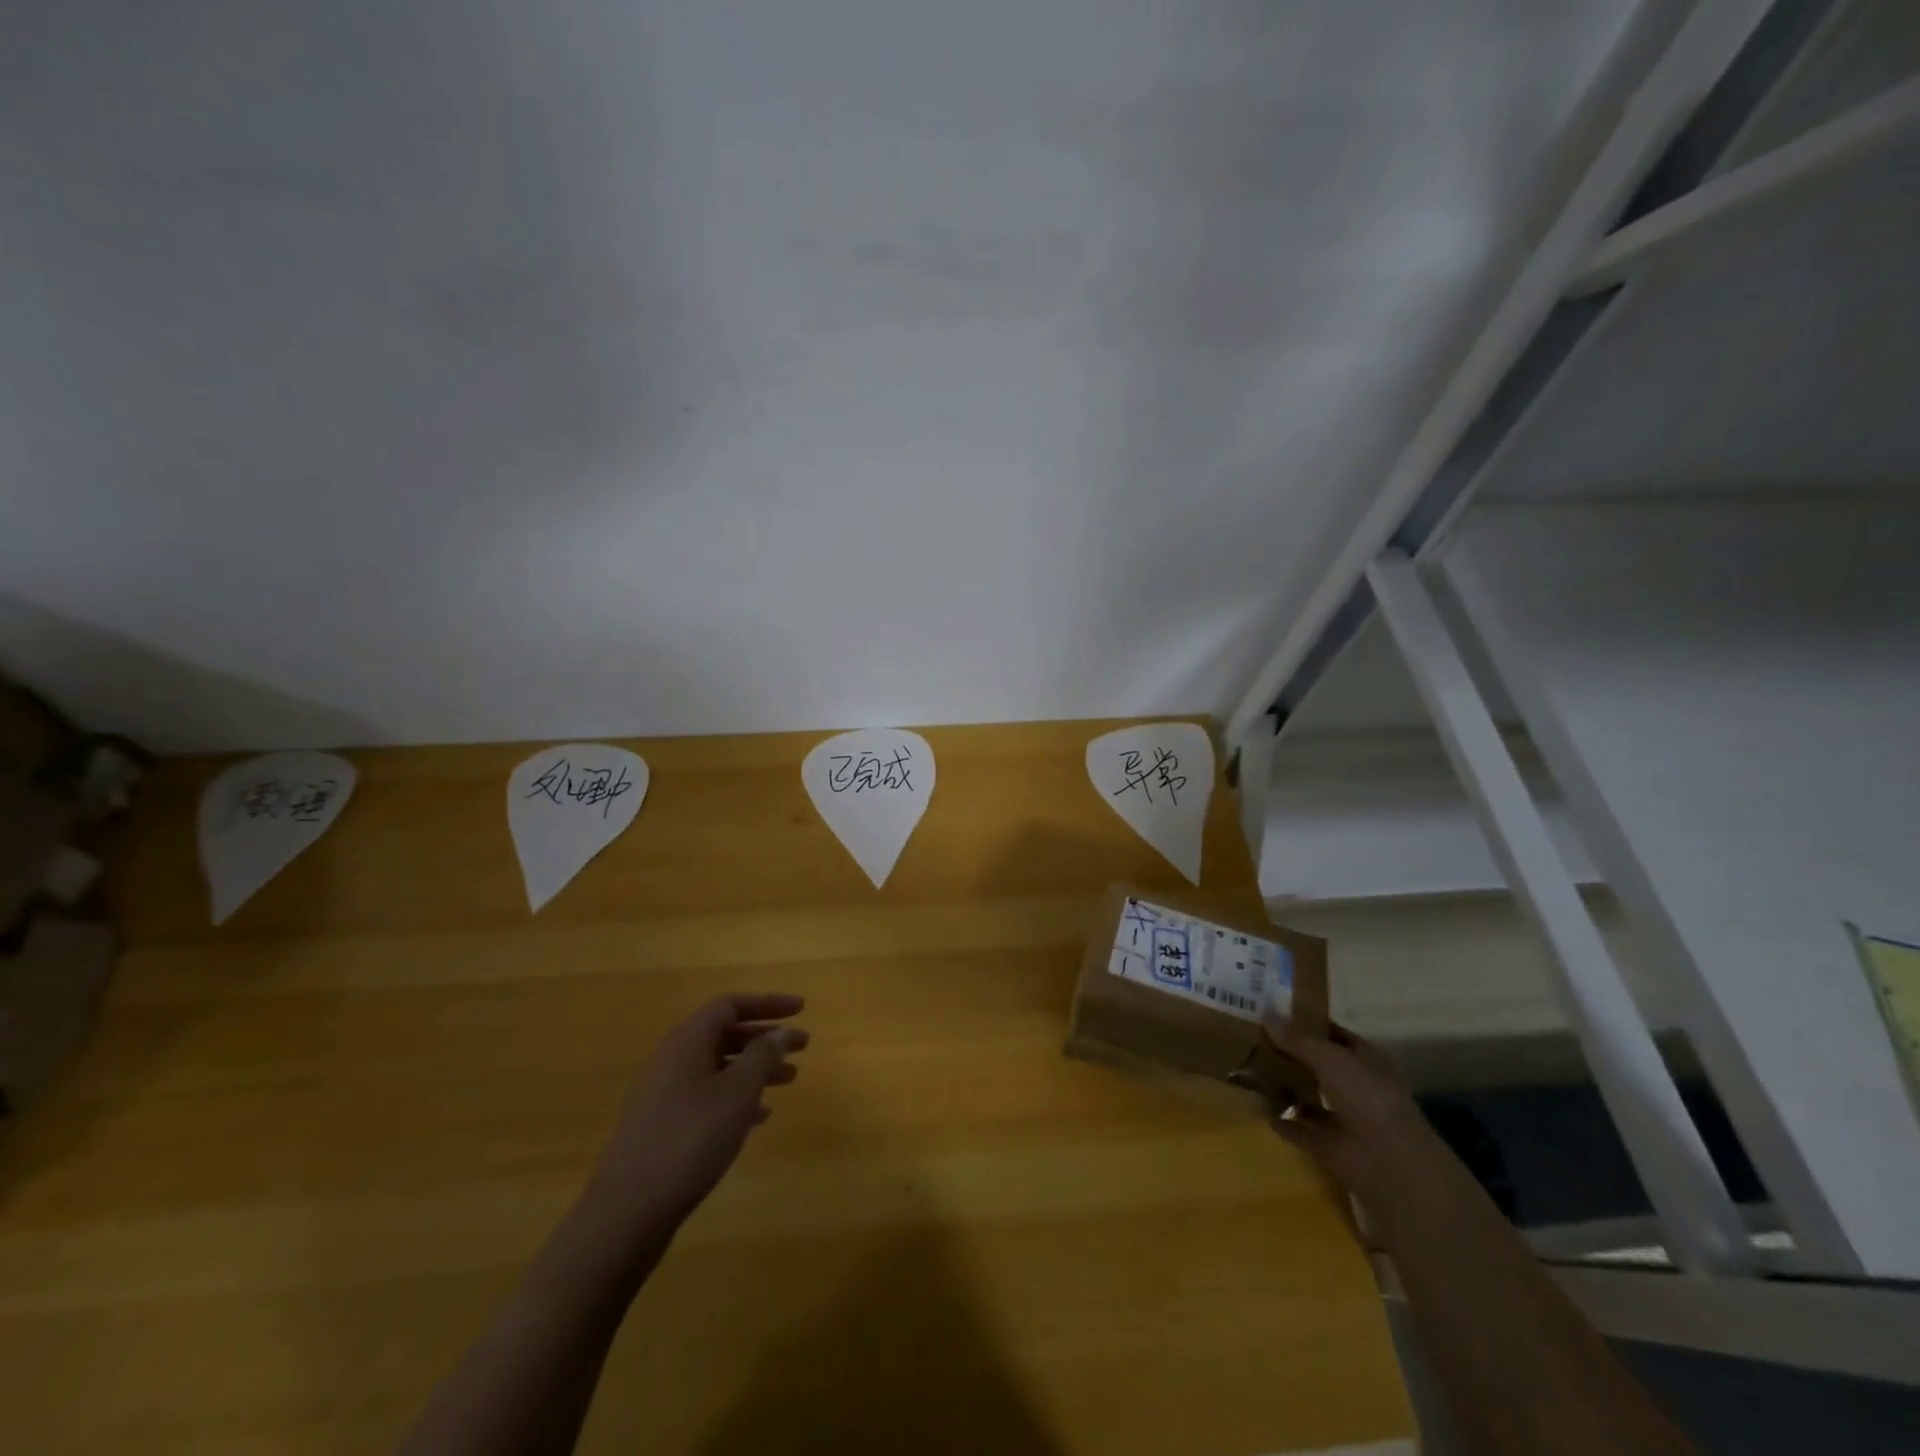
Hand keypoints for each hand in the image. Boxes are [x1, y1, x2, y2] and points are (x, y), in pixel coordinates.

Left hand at [583, 993, 807, 1237]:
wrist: (627, 1211)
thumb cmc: (690, 1139)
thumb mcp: (738, 1092)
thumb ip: (763, 1055)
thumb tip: (782, 1030)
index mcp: (687, 1041)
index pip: (731, 1005)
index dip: (768, 1003)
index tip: (801, 1009)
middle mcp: (672, 1059)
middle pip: (725, 1033)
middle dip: (765, 1037)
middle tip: (802, 1046)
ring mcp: (663, 1093)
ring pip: (718, 1066)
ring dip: (754, 1068)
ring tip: (789, 1080)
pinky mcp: (661, 1125)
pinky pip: (706, 1094)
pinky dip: (735, 1096)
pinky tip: (759, 1117)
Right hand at [1262, 1014, 1464, 1235]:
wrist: (1390, 1164)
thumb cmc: (1366, 1097)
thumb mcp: (1329, 1058)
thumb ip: (1297, 1038)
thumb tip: (1265, 1014)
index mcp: (1365, 1059)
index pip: (1332, 1034)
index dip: (1305, 1023)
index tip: (1271, 1012)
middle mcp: (1356, 1086)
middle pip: (1317, 1064)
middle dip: (1289, 1054)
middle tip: (1250, 1036)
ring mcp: (1345, 1118)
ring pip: (1309, 1096)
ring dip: (1284, 1087)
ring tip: (1248, 1069)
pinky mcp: (1330, 1146)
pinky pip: (1300, 1129)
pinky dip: (1283, 1122)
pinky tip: (1257, 1108)